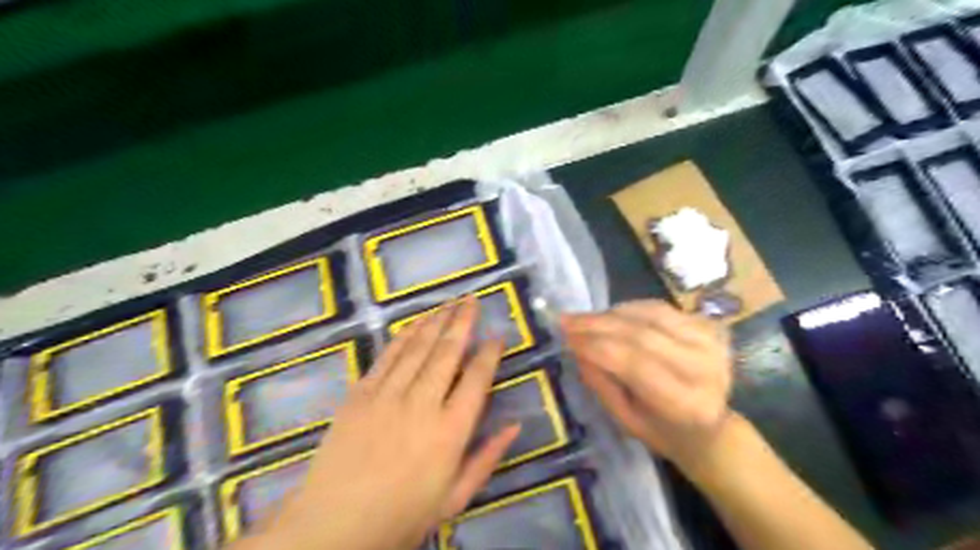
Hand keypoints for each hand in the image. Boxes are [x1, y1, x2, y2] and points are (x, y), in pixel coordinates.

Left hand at [249, 299, 520, 549]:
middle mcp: (422, 404)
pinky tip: (416, 323)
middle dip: (463, 322)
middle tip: (472, 300)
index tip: (497, 334)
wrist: (333, 526)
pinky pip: (387, 356)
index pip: (477, 379)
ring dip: (436, 321)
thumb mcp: (455, 498)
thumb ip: (487, 458)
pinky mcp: (361, 394)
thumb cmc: (402, 516)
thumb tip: (515, 426)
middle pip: (447, 352)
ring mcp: (388, 395)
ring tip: (449, 302)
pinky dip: (404, 336)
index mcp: (450, 431)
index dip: (489, 352)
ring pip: (418, 347)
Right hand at [564, 299, 730, 474]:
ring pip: (649, 314)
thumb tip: (577, 347)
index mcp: (686, 403)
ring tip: (584, 319)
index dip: (596, 346)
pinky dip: (630, 309)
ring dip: (611, 314)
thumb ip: (602, 384)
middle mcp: (704, 367)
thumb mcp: (626, 421)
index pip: (634, 363)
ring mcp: (711, 342)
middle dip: (597, 324)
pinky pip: (659, 308)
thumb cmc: (663, 431)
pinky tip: (610, 316)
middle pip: (641, 334)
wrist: (712, 427)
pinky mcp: (709, 326)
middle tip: (566, 320)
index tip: (565, 336)